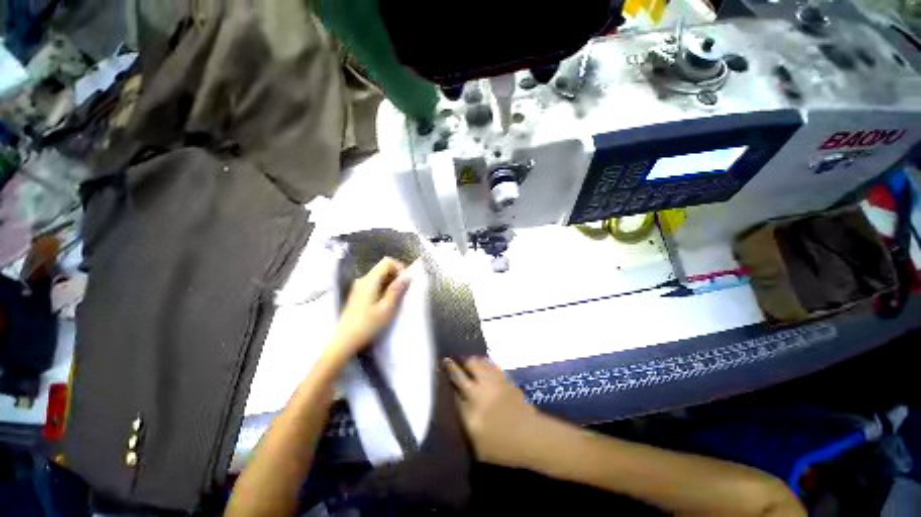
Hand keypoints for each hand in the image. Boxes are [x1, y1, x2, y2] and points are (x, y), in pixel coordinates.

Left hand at [328, 257, 410, 360]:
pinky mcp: (359, 294)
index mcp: (370, 280)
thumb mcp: (387, 309)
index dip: (400, 267)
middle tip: (404, 292)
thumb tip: (408, 275)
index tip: (406, 282)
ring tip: (396, 299)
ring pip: (380, 276)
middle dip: (397, 276)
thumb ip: (397, 290)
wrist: (344, 342)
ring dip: (391, 283)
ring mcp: (359, 287)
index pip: (387, 261)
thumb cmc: (368, 325)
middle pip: (384, 268)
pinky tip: (386, 303)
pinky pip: (375, 284)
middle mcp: (363, 279)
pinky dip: (384, 288)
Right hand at [445, 357, 544, 468]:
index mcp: (471, 411)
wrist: (531, 437)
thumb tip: (458, 401)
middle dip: (455, 365)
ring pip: (478, 363)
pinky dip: (484, 363)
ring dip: (470, 361)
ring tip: (466, 361)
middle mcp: (480, 393)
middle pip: (464, 372)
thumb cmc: (503, 447)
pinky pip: (491, 366)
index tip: (443, 370)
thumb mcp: (478, 445)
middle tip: (450, 360)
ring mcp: (494, 383)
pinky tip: (483, 365)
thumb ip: (465, 421)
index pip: (455, 389)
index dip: (448, 378)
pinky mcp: (505, 379)